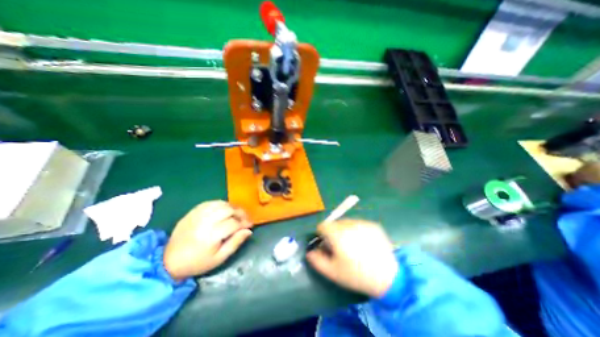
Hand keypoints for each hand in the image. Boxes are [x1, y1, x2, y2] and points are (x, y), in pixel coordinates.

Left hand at [163, 202, 250, 280]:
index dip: (244, 223)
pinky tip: (223, 210)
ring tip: (235, 214)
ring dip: (231, 207)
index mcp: (211, 235)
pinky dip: (220, 204)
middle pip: (228, 209)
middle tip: (244, 219)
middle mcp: (205, 222)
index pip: (234, 223)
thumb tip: (248, 231)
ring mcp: (197, 215)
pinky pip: (210, 202)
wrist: (169, 261)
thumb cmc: (198, 262)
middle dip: (240, 213)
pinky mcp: (192, 212)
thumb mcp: (219, 258)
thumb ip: (235, 243)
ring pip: (221, 204)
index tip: (250, 225)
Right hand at [305, 221, 396, 297]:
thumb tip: (310, 252)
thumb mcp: (333, 272)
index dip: (322, 234)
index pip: (322, 225)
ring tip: (353, 245)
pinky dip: (357, 230)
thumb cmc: (357, 275)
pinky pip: (359, 224)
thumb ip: (317, 261)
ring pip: (346, 222)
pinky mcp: (373, 225)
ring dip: (345, 230)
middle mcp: (349, 224)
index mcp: (337, 234)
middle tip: (340, 246)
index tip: (327, 244)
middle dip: (333, 232)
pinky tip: (364, 243)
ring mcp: (362, 223)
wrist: (389, 277)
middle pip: (334, 223)